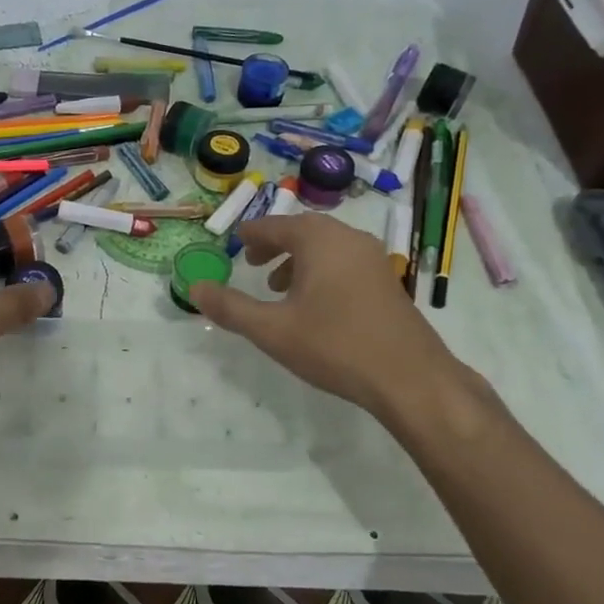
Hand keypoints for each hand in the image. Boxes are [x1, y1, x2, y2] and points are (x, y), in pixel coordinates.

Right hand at [190, 214, 484, 429]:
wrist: (409, 378)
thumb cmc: (334, 345)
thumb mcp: (271, 329)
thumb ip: (230, 307)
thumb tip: (194, 288)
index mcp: (319, 240)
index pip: (275, 225)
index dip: (251, 234)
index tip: (234, 242)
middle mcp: (348, 239)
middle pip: (303, 231)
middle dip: (274, 244)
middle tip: (251, 263)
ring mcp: (374, 259)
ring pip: (327, 247)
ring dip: (298, 259)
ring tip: (278, 287)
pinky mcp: (387, 282)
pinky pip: (345, 262)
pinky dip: (322, 271)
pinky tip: (315, 305)